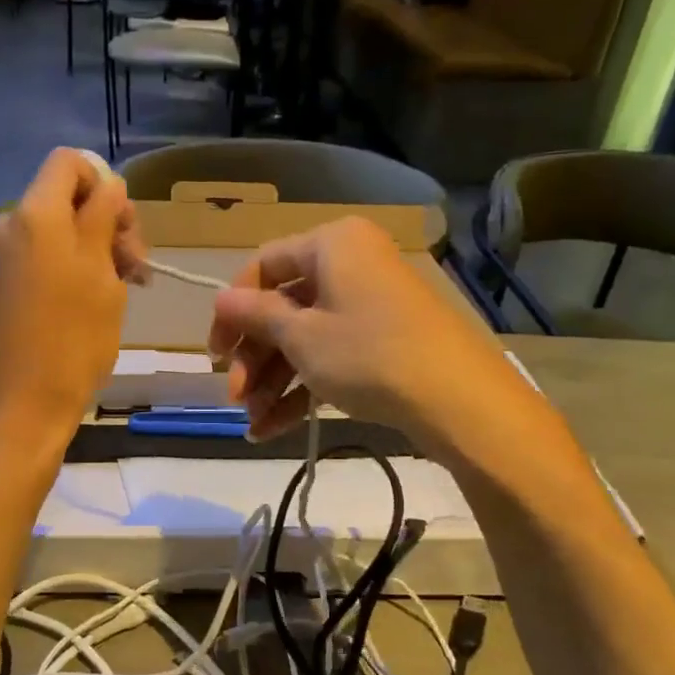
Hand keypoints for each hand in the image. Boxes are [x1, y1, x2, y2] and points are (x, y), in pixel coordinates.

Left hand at [0, 150, 140, 461]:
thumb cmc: (71, 342)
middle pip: (65, 197)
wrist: (19, 409)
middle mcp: (9, 224)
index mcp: (35, 214)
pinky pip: (41, 257)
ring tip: (122, 290)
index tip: (126, 231)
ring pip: (57, 231)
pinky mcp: (0, 285)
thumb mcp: (102, 277)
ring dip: (94, 249)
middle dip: (106, 222)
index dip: (106, 185)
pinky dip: (70, 268)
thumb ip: (104, 220)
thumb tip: (108, 186)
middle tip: (136, 269)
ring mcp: (0, 257)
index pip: (71, 162)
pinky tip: (93, 303)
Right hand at [207, 217, 546, 454]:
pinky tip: (271, 429)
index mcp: (331, 244)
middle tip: (233, 396)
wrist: (459, 400)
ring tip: (251, 423)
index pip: (263, 266)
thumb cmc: (368, 353)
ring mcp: (368, 306)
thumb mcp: (301, 336)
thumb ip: (255, 315)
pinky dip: (302, 390)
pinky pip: (330, 357)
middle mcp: (350, 265)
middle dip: (254, 358)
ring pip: (304, 339)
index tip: (215, 352)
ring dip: (272, 382)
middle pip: (283, 308)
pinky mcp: (382, 342)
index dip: (232, 310)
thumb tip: (220, 299)